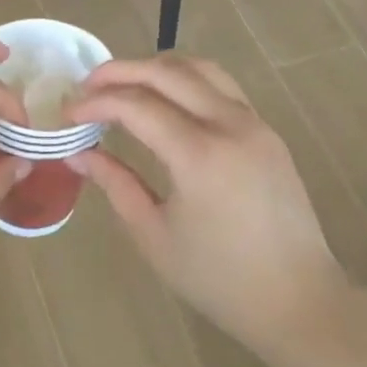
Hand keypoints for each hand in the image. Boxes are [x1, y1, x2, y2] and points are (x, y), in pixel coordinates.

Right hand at [68, 55, 344, 365]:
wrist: (298, 300)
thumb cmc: (219, 278)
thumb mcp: (154, 235)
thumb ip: (115, 184)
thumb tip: (78, 154)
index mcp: (200, 155)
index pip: (137, 105)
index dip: (96, 103)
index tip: (68, 113)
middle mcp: (230, 125)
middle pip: (167, 72)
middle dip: (120, 71)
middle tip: (87, 86)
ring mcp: (255, 123)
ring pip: (200, 68)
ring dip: (155, 67)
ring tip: (123, 84)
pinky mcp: (267, 131)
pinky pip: (222, 86)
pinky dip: (186, 80)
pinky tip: (165, 100)